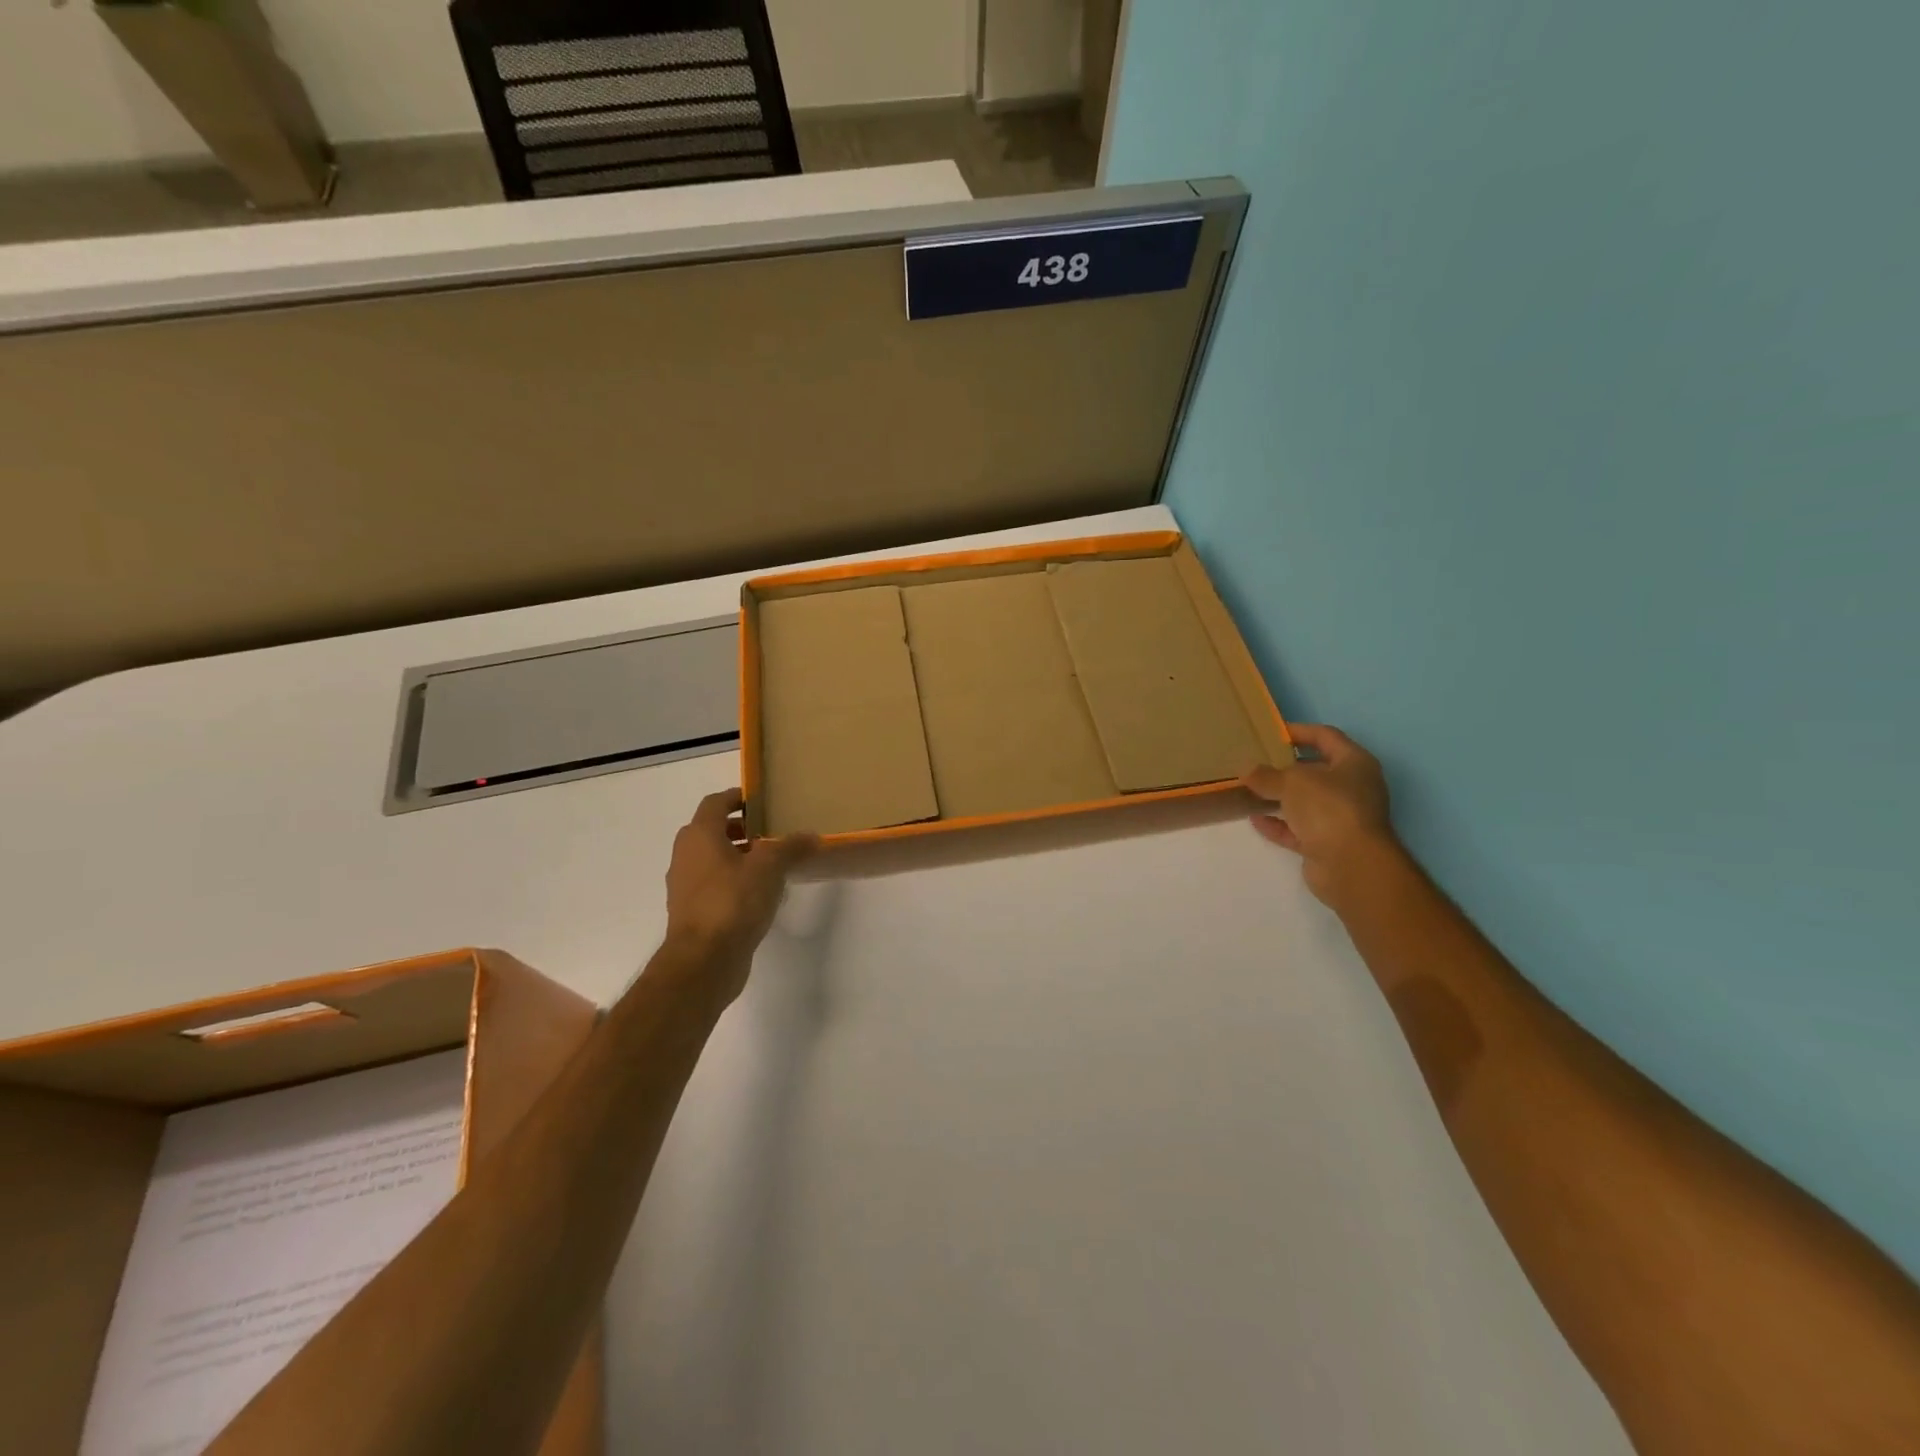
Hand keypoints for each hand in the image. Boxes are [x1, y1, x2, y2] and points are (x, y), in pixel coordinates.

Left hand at [664, 788, 816, 1002]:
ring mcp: (685, 885)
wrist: (703, 960)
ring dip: (737, 856)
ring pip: (712, 859)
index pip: (715, 803)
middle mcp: (686, 855)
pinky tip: (759, 893)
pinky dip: (733, 880)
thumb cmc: (733, 901)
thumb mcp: (770, 867)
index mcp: (700, 836)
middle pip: (712, 830)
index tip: (761, 801)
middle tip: (771, 831)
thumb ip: (791, 847)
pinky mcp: (692, 911)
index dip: (737, 798)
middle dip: (741, 828)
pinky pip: (713, 884)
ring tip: (771, 863)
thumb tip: (812, 836)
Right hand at [1243, 724, 1397, 905]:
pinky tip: (1255, 818)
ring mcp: (1341, 818)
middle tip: (1256, 762)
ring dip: (1280, 797)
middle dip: (1286, 767)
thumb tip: (1246, 770)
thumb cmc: (1329, 808)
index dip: (1300, 731)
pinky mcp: (1328, 844)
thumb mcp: (1292, 782)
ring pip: (1306, 802)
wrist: (1351, 865)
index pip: (1326, 737)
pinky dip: (1279, 824)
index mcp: (1354, 763)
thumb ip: (1266, 775)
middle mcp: (1353, 788)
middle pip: (1316, 771)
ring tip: (1250, 790)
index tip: (1271, 732)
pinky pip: (1298, 829)